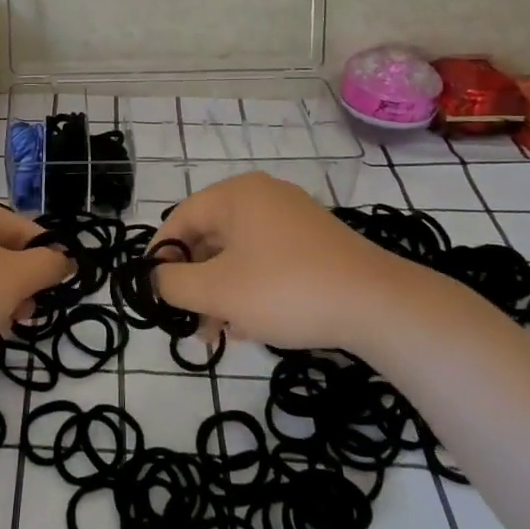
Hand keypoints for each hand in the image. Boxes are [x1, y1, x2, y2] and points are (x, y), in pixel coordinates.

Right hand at [152, 172, 431, 350]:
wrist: (378, 305)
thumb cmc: (285, 289)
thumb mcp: (218, 290)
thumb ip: (174, 283)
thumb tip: (156, 278)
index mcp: (237, 195)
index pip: (181, 217)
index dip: (160, 254)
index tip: (152, 290)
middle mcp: (263, 198)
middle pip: (210, 237)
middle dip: (194, 282)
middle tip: (187, 320)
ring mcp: (293, 220)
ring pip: (239, 254)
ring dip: (221, 292)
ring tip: (217, 333)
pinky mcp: (315, 245)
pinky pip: (267, 262)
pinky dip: (251, 290)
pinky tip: (250, 327)